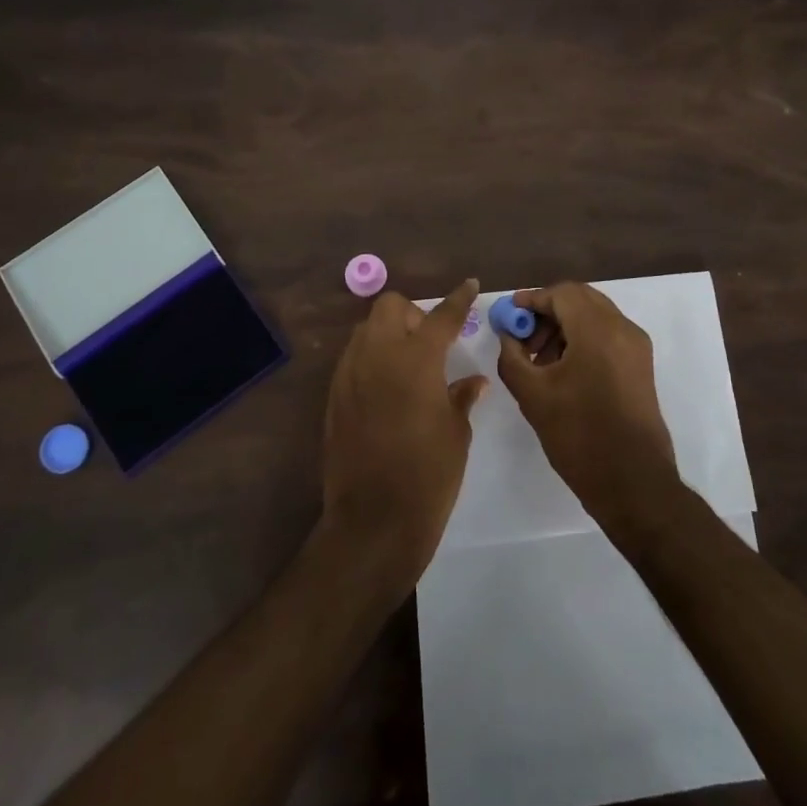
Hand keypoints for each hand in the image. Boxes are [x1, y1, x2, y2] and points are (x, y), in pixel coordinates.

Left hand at [319, 280, 486, 588]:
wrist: (373, 521)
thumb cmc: (429, 475)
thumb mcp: (457, 433)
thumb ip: (461, 396)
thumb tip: (472, 381)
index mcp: (416, 358)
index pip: (441, 316)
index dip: (458, 299)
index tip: (470, 284)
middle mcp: (378, 355)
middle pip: (389, 307)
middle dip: (411, 314)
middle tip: (431, 342)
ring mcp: (349, 374)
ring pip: (366, 329)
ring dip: (388, 334)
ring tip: (408, 364)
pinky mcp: (334, 396)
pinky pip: (353, 359)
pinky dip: (371, 359)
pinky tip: (387, 390)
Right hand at [496, 282, 679, 534]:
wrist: (633, 483)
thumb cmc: (579, 436)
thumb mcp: (533, 395)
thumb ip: (512, 356)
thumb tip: (508, 335)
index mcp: (598, 330)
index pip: (562, 293)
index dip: (532, 299)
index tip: (509, 315)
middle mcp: (623, 329)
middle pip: (580, 299)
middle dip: (548, 311)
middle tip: (523, 336)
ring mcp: (636, 346)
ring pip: (595, 316)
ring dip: (564, 326)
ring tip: (539, 359)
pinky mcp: (641, 365)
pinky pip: (607, 335)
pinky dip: (582, 339)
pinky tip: (562, 369)